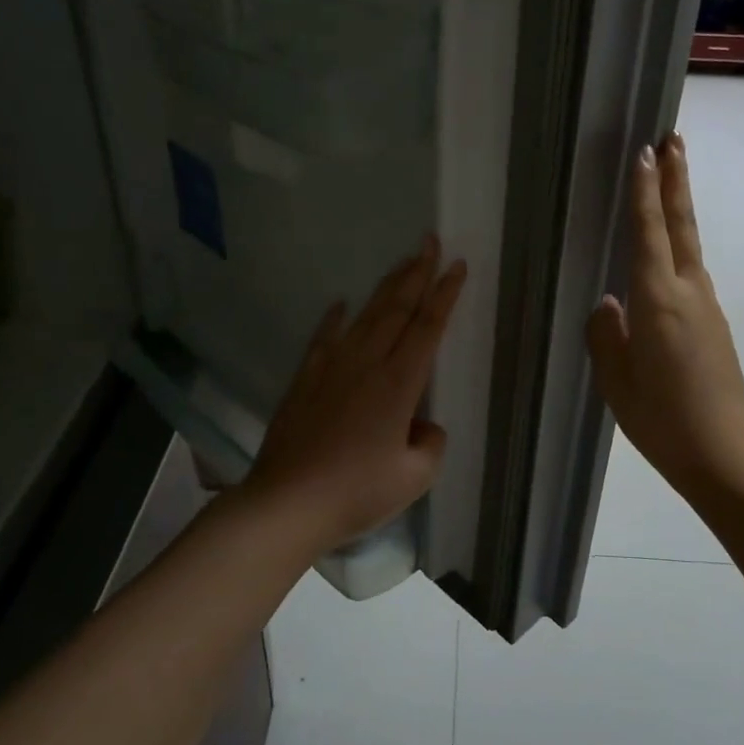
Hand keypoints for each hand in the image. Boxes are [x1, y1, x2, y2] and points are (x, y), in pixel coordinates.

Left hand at [243, 236, 467, 554]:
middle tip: (429, 242)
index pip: (428, 327)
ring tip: (402, 263)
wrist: (287, 503)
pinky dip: (334, 318)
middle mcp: (367, 364)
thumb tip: (422, 427)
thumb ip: (430, 445)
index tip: (456, 265)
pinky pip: (324, 338)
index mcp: (399, 384)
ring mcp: (332, 368)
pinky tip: (340, 303)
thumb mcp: (414, 478)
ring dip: (386, 287)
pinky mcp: (305, 380)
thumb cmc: (356, 493)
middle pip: (397, 309)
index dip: (445, 295)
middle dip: (417, 273)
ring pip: (365, 316)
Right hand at [587, 133, 743, 499]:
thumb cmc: (661, 420)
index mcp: (658, 302)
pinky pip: (691, 274)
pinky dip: (680, 248)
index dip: (646, 192)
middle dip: (677, 180)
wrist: (725, 454)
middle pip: (682, 226)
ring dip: (680, 209)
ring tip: (670, 180)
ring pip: (690, 247)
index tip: (645, 153)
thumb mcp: (616, 380)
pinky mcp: (714, 325)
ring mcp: (708, 308)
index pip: (649, 234)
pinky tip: (665, 259)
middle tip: (673, 139)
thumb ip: (606, 334)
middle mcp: (689, 293)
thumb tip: (608, 303)